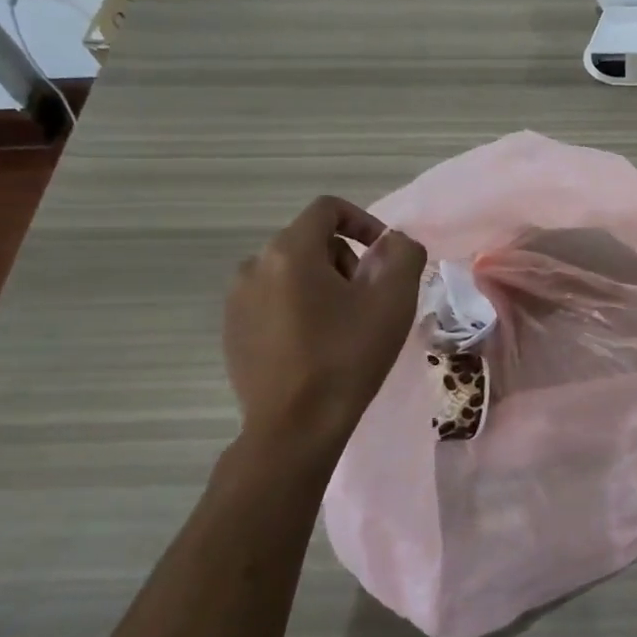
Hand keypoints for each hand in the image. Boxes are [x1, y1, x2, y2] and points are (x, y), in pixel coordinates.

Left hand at [223, 195, 426, 438]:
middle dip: (346, 262)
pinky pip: (273, 301)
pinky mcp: (232, 331)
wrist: (295, 427)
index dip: (364, 222)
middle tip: (368, 301)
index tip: (386, 255)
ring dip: (323, 286)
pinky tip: (316, 346)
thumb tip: (395, 242)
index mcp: (289, 251)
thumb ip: (404, 254)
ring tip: (344, 327)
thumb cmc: (347, 357)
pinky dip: (299, 309)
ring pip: (292, 273)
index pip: (328, 209)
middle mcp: (254, 265)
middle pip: (311, 242)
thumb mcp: (393, 300)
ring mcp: (236, 301)